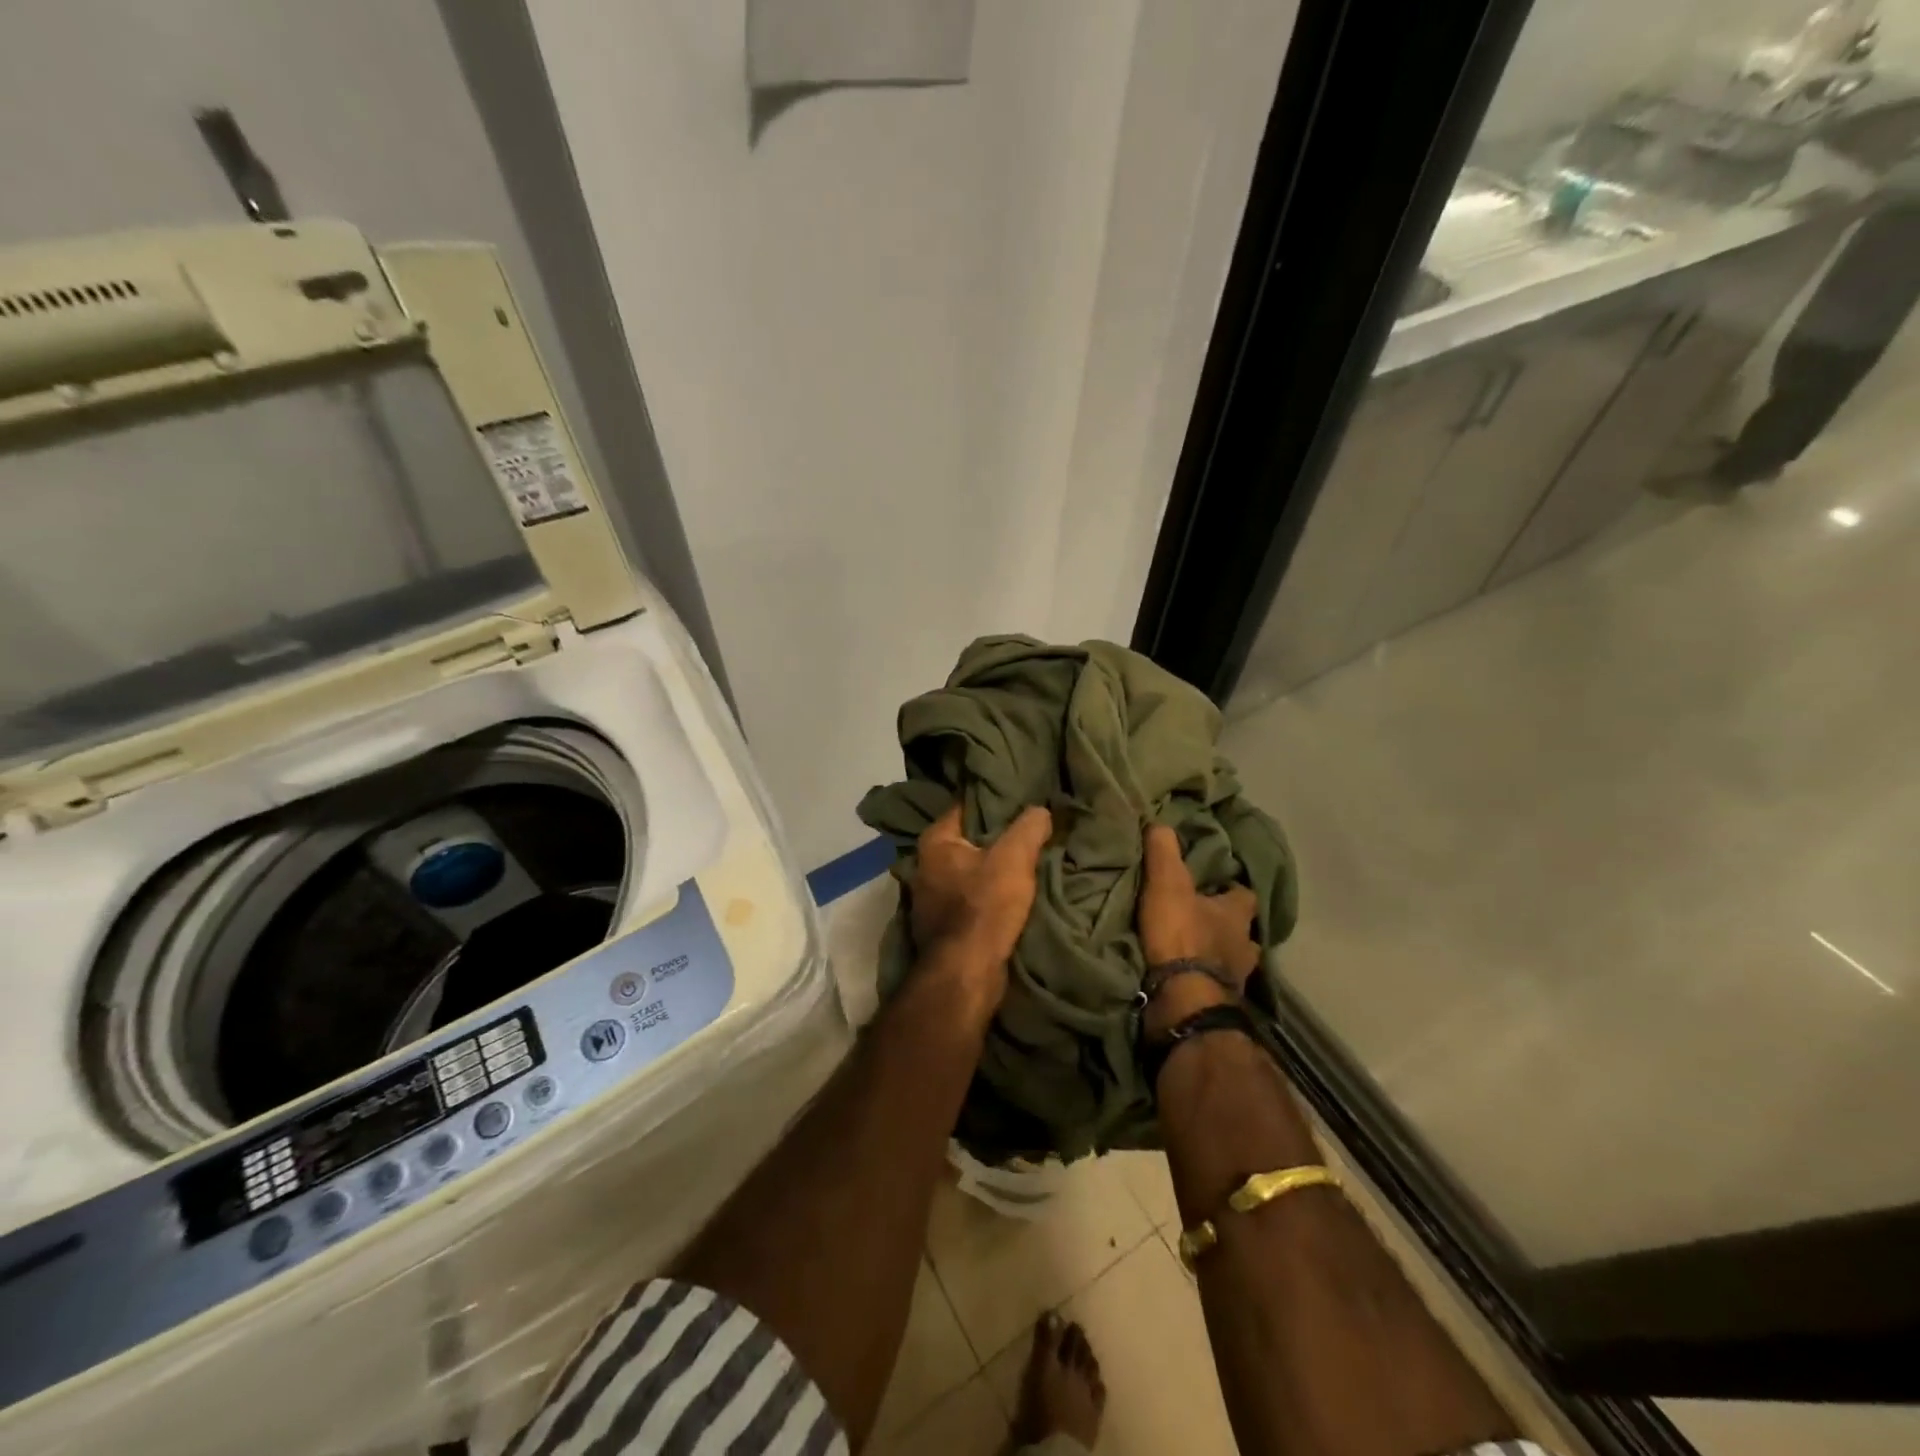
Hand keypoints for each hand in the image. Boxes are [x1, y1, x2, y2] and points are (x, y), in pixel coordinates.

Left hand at [911, 803, 1051, 1016]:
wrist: (966, 973)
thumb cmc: (984, 906)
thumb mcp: (1014, 858)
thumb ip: (1028, 827)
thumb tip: (1040, 810)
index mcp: (935, 841)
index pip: (965, 806)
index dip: (993, 800)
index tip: (1020, 797)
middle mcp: (925, 865)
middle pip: (968, 839)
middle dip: (996, 835)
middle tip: (1029, 827)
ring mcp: (931, 898)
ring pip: (970, 870)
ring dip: (993, 867)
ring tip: (1026, 859)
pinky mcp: (943, 924)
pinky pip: (970, 897)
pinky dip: (988, 893)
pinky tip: (1012, 893)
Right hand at [1137, 824, 1260, 1035]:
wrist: (1184, 999)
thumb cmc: (1182, 935)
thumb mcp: (1168, 883)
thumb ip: (1164, 851)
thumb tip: (1160, 822)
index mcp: (1237, 914)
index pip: (1245, 894)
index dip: (1233, 888)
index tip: (1217, 884)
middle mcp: (1246, 945)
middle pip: (1242, 931)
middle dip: (1226, 926)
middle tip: (1202, 919)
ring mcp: (1236, 978)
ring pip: (1232, 961)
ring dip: (1217, 956)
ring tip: (1193, 951)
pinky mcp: (1220, 1003)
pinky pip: (1215, 986)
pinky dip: (1204, 980)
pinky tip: (1187, 978)